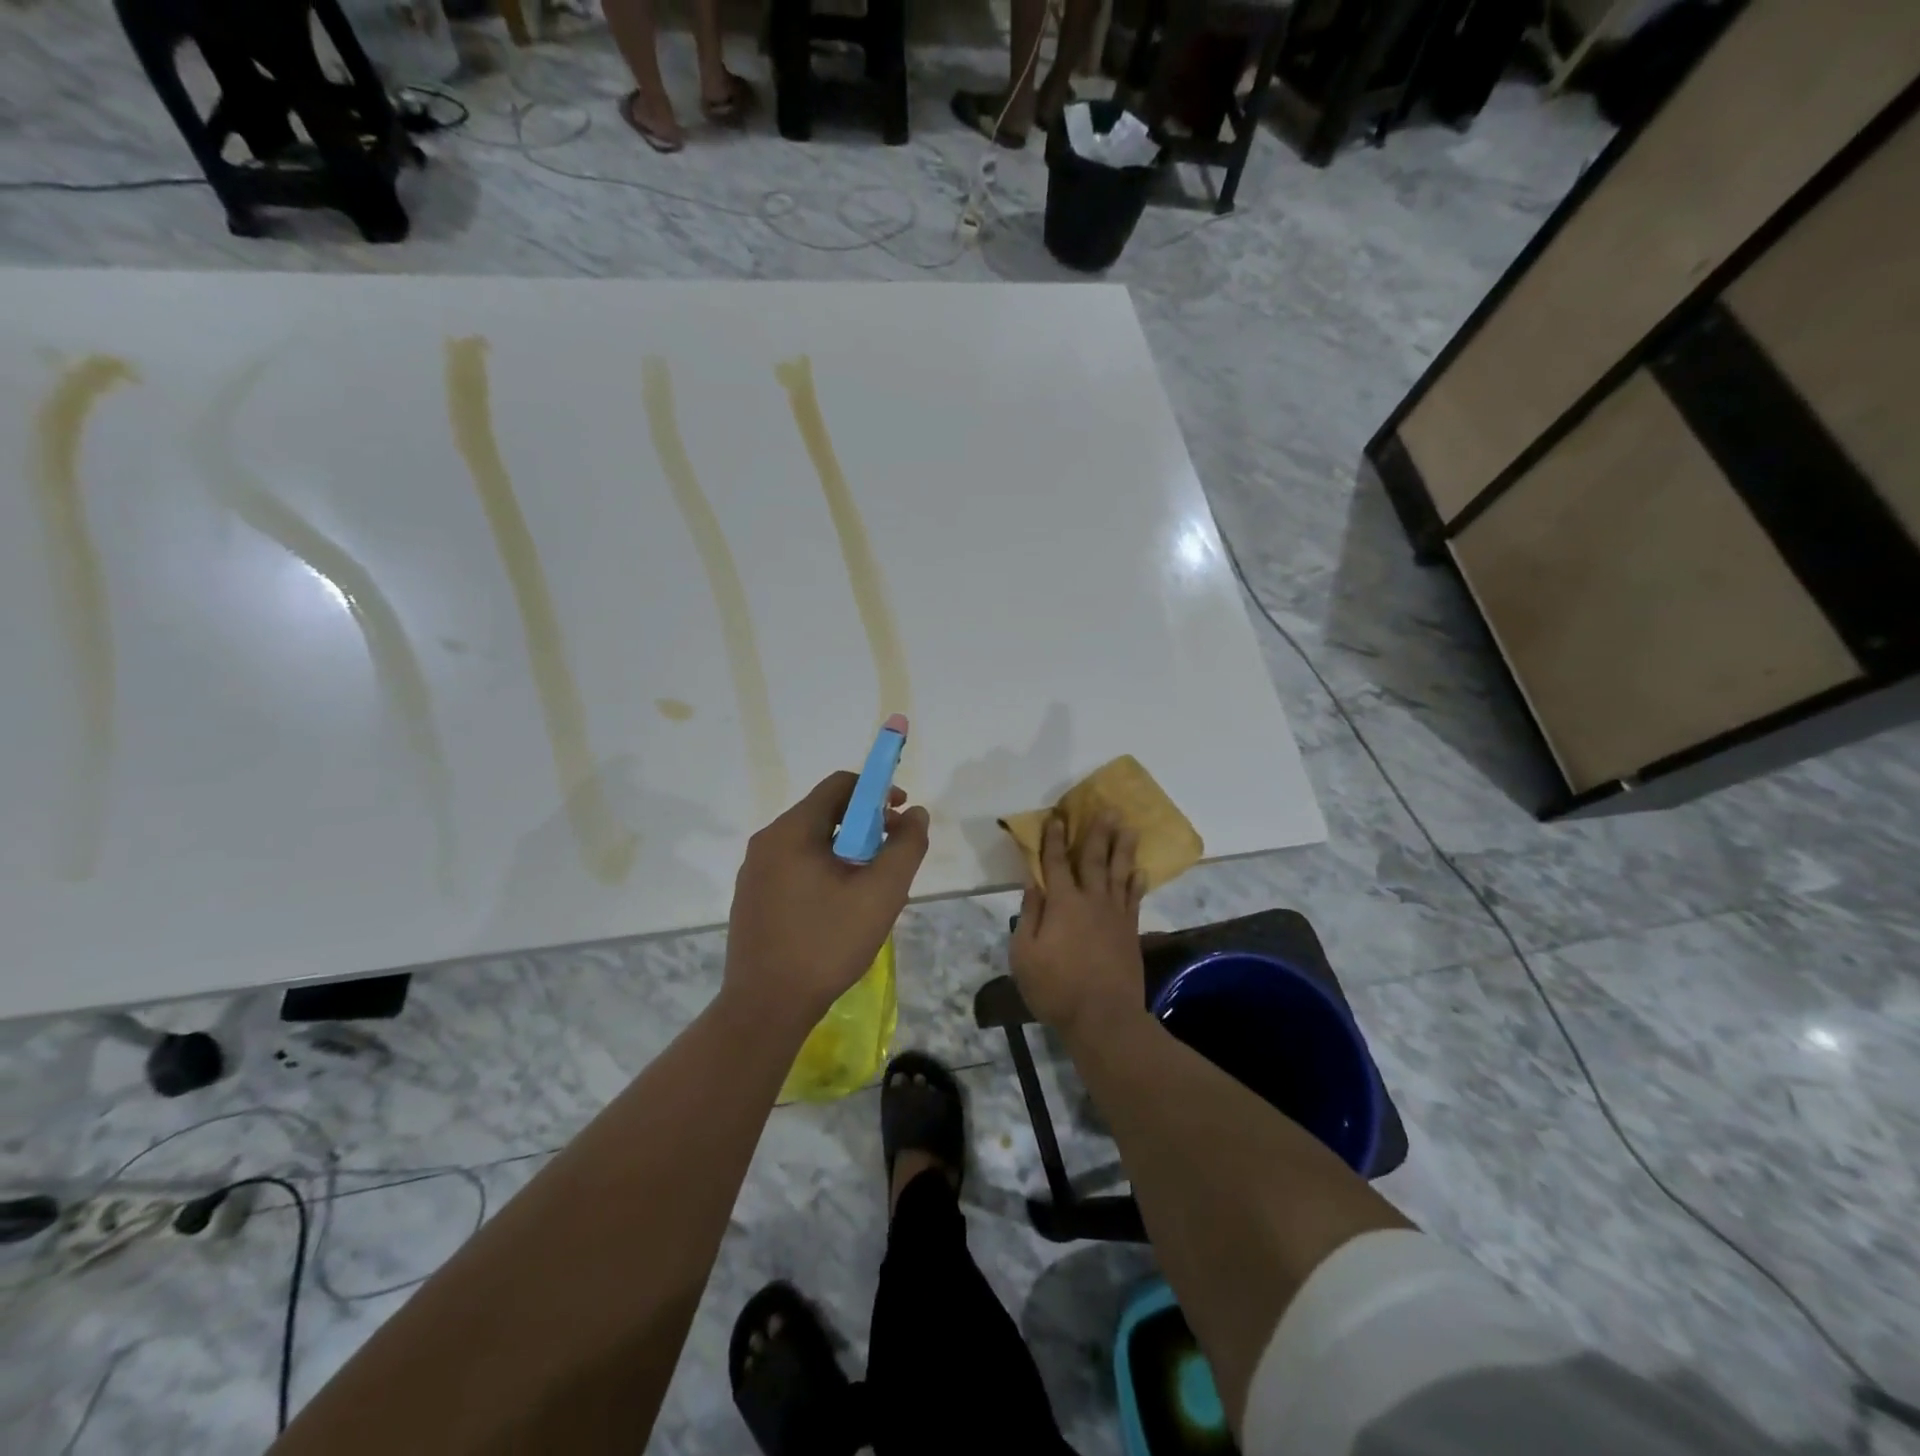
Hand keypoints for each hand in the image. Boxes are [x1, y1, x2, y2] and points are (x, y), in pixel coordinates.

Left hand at [723, 771, 929, 1031]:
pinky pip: (795, 866)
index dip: (877, 792)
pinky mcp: (752, 897)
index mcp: (792, 830)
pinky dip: (824, 871)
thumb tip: (916, 814)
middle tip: (890, 859)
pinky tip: (839, 909)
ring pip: (811, 841)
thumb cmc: (826, 944)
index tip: (901, 818)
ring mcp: (754, 871)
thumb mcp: (881, 894)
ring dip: (846, 851)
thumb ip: (906, 847)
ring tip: (869, 889)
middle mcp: (767, 841)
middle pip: (825, 811)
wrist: (766, 1007)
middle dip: (865, 826)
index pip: (840, 785)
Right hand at [1010, 812, 1145, 1039]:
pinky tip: (1140, 870)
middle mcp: (1091, 900)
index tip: (1057, 817)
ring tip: (1128, 827)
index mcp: (1062, 903)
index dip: (1054, 839)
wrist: (1103, 1017)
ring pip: (1119, 872)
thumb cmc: (1055, 988)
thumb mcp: (1024, 954)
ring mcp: (1115, 915)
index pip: (1056, 863)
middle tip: (1107, 808)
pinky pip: (1134, 898)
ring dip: (1122, 848)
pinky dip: (1137, 881)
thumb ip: (1029, 915)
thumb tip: (1033, 883)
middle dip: (1098, 832)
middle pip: (1094, 859)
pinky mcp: (1130, 931)